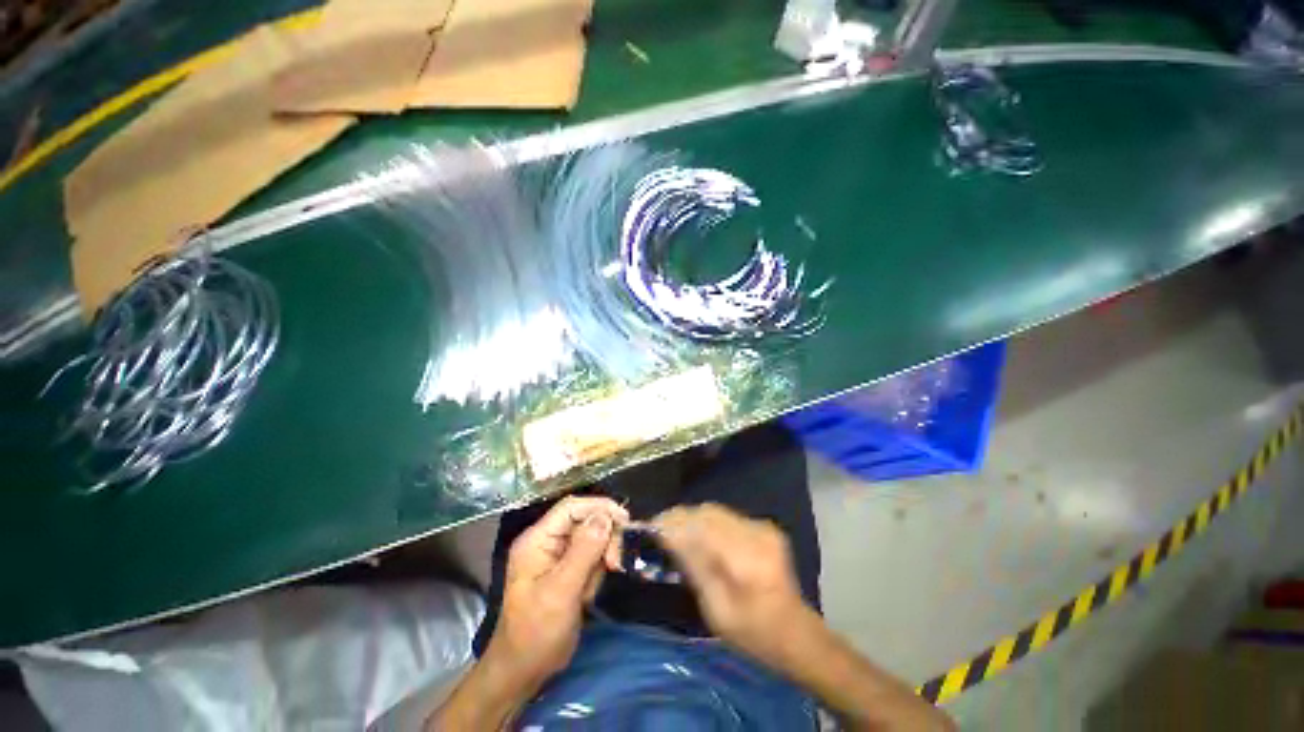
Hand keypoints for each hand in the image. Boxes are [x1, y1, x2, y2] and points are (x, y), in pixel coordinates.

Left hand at [486, 496, 628, 691]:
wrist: (523, 672)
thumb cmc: (536, 633)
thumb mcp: (561, 592)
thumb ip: (583, 551)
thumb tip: (605, 516)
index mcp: (537, 539)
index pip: (571, 507)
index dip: (599, 507)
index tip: (624, 519)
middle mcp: (547, 541)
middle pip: (585, 520)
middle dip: (603, 538)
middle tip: (615, 562)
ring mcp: (556, 556)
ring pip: (592, 538)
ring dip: (600, 560)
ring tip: (590, 590)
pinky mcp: (566, 570)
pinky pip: (591, 557)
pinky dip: (596, 572)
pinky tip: (587, 594)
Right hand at [653, 503, 819, 666]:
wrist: (797, 634)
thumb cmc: (753, 633)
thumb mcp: (716, 611)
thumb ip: (694, 568)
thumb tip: (669, 536)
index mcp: (745, 560)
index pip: (701, 527)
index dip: (673, 523)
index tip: (651, 526)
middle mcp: (755, 534)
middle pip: (708, 512)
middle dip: (681, 517)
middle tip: (660, 528)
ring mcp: (763, 527)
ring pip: (716, 511)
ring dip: (693, 518)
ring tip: (676, 530)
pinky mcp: (765, 527)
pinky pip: (727, 516)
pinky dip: (708, 522)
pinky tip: (700, 536)